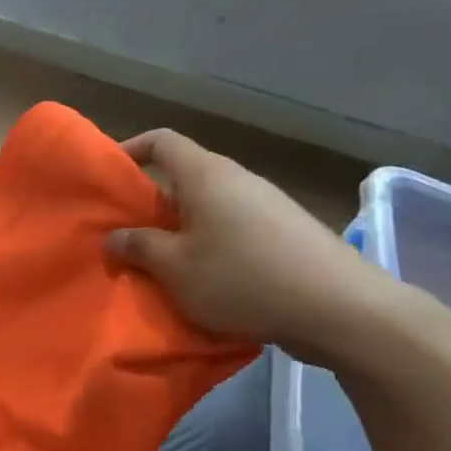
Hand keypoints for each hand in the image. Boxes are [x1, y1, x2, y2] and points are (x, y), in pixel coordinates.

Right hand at [108, 130, 417, 367]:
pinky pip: (234, 229)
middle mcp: (237, 180)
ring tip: (162, 264)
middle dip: (151, 203)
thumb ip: (139, 247)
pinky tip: (207, 281)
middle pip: (184, 177)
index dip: (131, 150)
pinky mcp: (287, 234)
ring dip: (181, 230)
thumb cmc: (243, 278)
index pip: (162, 141)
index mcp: (206, 175)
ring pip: (209, 207)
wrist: (342, 309)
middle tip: (126, 235)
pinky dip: (211, 246)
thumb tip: (115, 237)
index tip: (108, 178)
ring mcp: (267, 205)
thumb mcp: (175, 268)